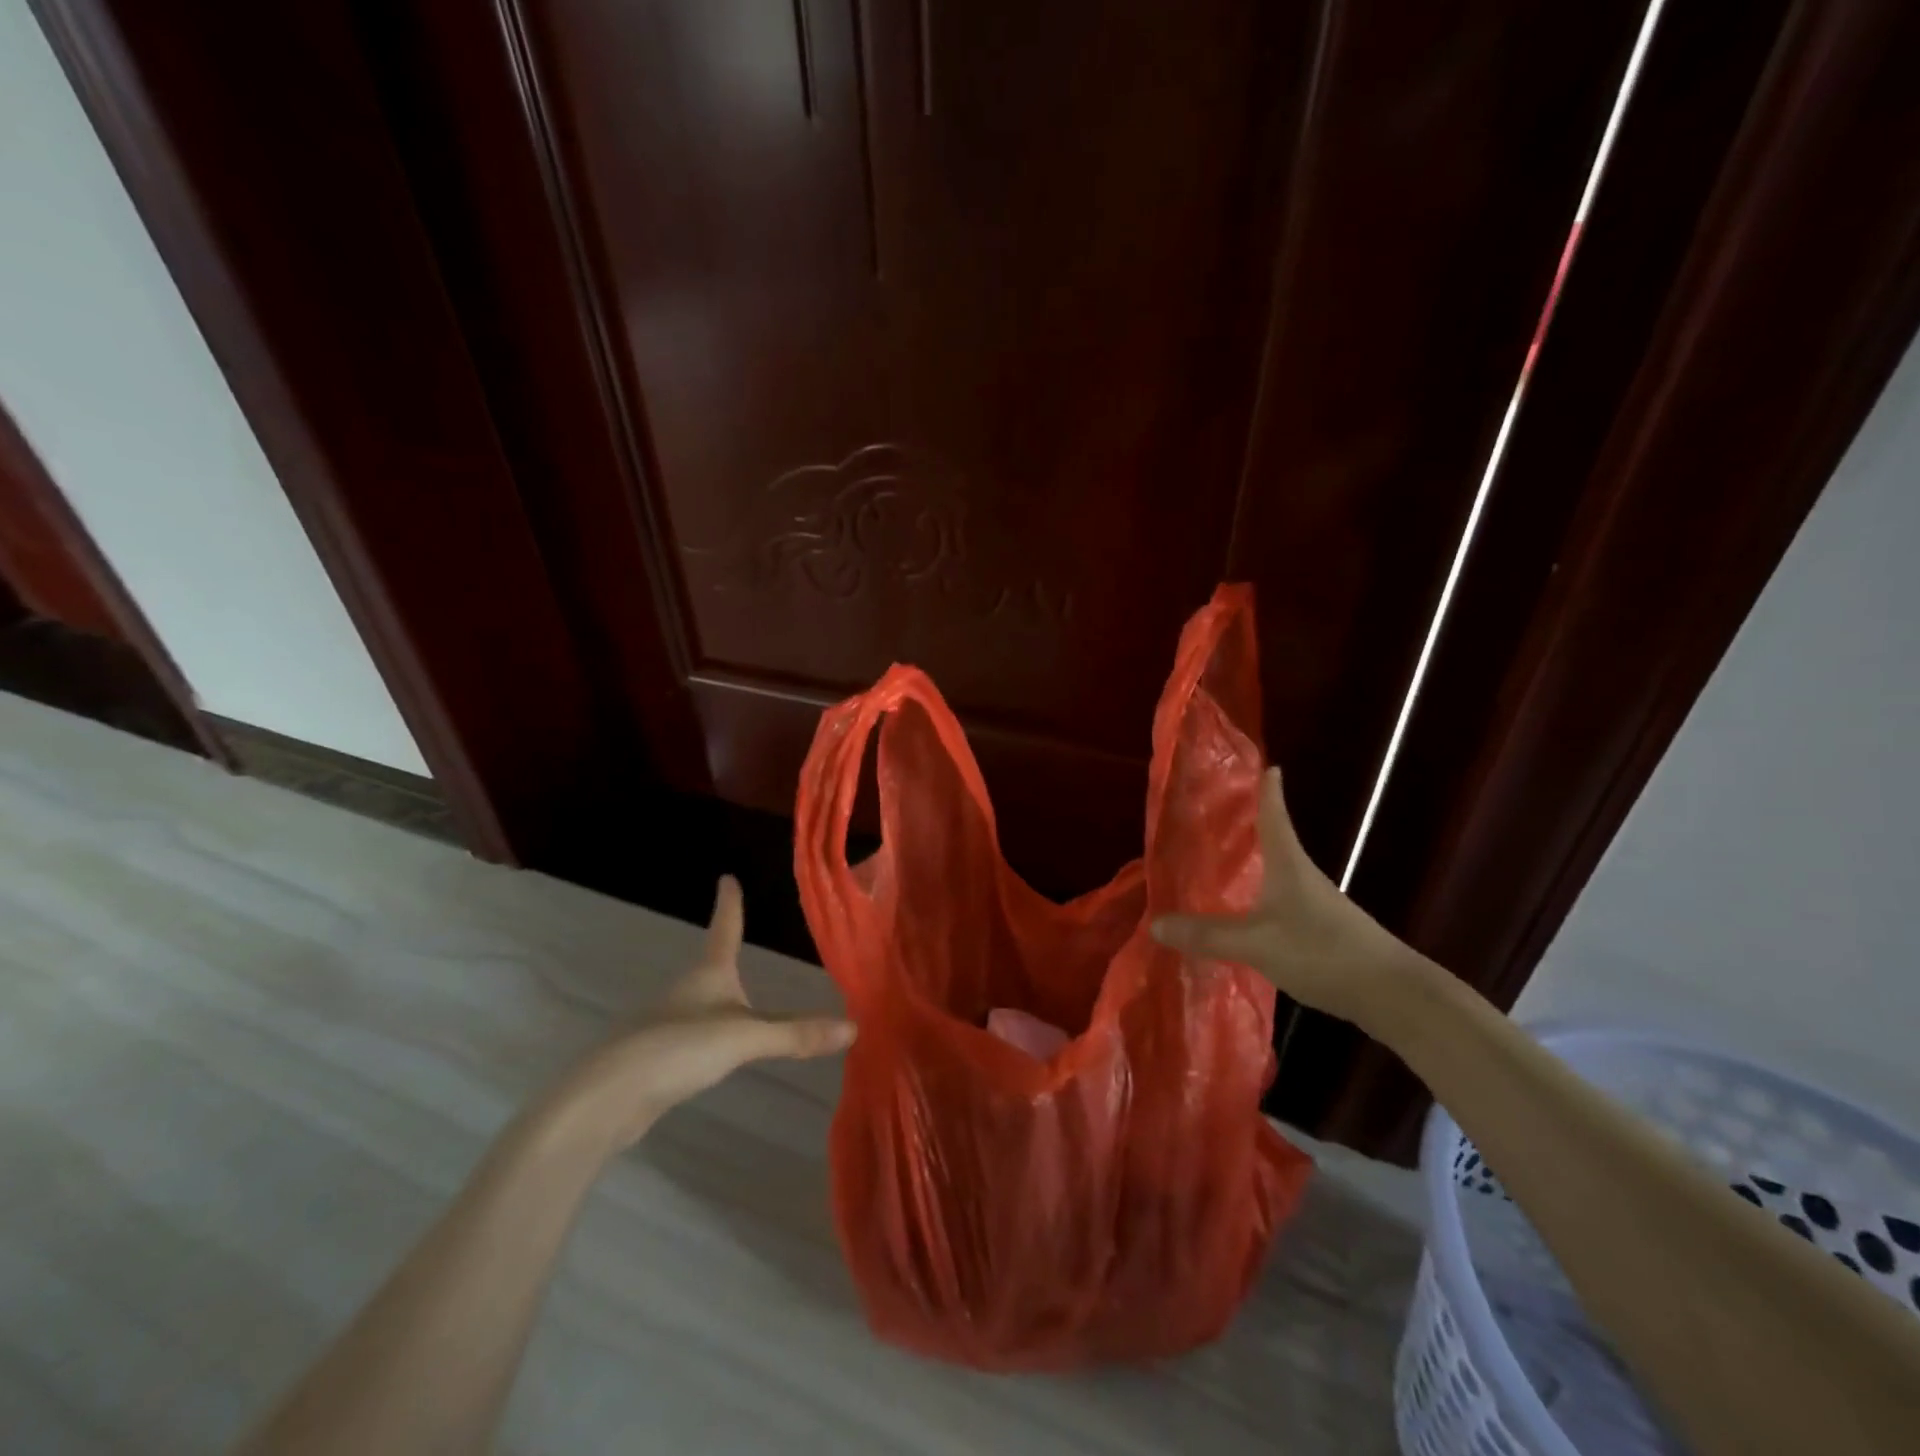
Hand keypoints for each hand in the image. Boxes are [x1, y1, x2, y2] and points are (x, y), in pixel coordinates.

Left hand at [556, 876, 855, 1151]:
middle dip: (723, 954)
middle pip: (709, 965)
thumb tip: (853, 1027)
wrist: (608, 1097)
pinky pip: (691, 1037)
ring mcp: (666, 1024)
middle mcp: (686, 991)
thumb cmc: (679, 1047)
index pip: (724, 928)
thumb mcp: (745, 1037)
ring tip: (739, 1002)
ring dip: (717, 999)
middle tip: (739, 941)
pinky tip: (713, 1054)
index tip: (726, 878)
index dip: (729, 904)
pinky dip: (708, 1037)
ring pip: (699, 1003)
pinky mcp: (656, 1058)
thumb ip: (796, 1034)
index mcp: (708, 973)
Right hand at [1151, 767, 1427, 1033]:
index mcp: (1288, 862)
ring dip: (1249, 864)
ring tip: (1214, 863)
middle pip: (1271, 839)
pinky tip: (1241, 913)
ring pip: (1274, 873)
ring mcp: (1315, 903)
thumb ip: (1206, 935)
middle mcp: (1302, 875)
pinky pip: (1280, 902)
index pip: (1273, 812)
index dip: (1265, 787)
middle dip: (1244, 825)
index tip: (1259, 762)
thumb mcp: (1256, 944)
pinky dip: (1257, 897)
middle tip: (1209, 815)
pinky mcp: (1322, 930)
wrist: (1393, 994)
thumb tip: (1154, 922)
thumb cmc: (1323, 951)